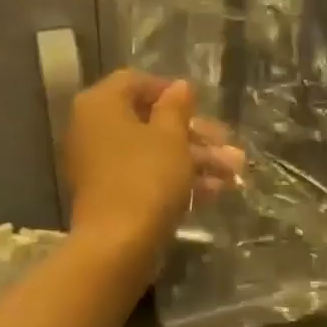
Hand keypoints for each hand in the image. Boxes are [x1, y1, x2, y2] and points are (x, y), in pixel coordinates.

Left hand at [63, 71, 241, 266]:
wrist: (118, 244)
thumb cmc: (146, 177)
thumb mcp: (171, 137)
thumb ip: (177, 107)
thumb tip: (180, 86)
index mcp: (100, 104)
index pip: (136, 82)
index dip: (172, 90)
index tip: (202, 104)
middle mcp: (92, 129)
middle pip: (149, 121)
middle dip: (194, 134)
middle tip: (228, 145)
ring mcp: (99, 165)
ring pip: (152, 152)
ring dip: (194, 159)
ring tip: (234, 173)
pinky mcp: (110, 195)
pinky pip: (145, 176)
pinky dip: (176, 180)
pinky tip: (215, 192)